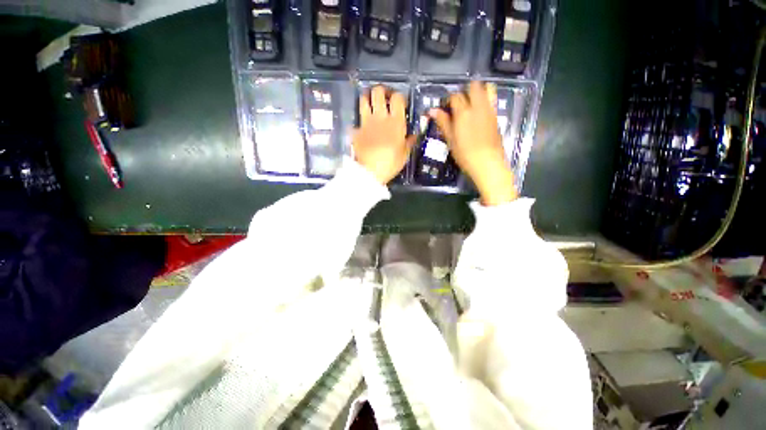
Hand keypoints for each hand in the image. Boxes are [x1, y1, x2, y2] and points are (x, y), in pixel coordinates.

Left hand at [353, 86, 415, 183]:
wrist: (369, 172)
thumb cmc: (390, 163)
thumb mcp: (404, 154)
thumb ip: (409, 142)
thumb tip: (413, 135)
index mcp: (395, 122)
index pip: (397, 98)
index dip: (399, 97)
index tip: (400, 103)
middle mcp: (380, 117)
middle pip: (378, 92)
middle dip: (382, 91)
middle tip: (384, 99)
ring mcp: (366, 122)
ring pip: (364, 99)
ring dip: (367, 98)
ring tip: (371, 104)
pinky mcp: (356, 130)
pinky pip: (357, 120)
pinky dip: (359, 121)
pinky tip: (363, 127)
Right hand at [429, 82, 517, 205]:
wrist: (487, 163)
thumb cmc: (465, 154)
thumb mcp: (450, 140)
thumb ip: (443, 123)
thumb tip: (432, 111)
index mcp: (463, 113)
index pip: (455, 96)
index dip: (448, 100)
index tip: (445, 108)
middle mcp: (478, 106)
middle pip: (473, 86)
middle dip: (465, 91)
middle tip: (458, 104)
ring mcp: (489, 110)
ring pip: (486, 88)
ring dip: (478, 91)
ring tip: (471, 103)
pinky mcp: (496, 116)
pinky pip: (492, 99)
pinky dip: (486, 99)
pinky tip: (479, 111)